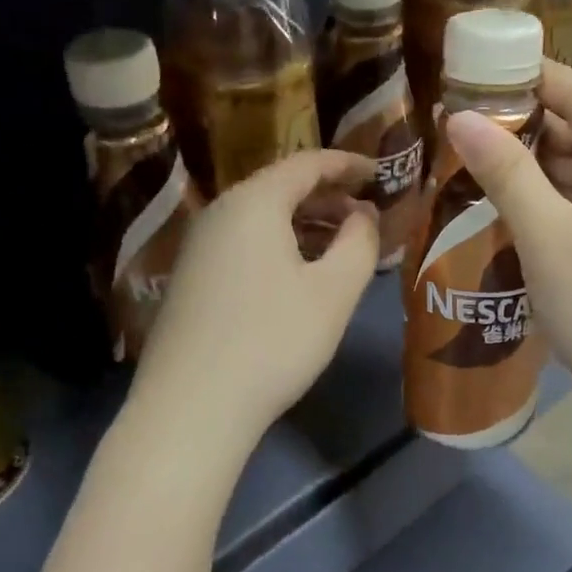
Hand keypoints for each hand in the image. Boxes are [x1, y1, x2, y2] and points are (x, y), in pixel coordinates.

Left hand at [132, 151, 378, 441]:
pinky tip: (299, 274)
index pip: (307, 163)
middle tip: (367, 215)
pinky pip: (243, 244)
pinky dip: (279, 245)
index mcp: (254, 203)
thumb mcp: (334, 292)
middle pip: (280, 188)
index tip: (380, 173)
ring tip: (342, 245)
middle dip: (328, 197)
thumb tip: (364, 216)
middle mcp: (220, 213)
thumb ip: (360, 243)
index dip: (348, 164)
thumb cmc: (274, 341)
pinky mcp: (191, 279)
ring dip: (305, 224)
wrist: (191, 407)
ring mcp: (199, 246)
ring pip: (261, 218)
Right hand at [444, 65, 571, 417]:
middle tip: (454, 128)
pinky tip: (510, 205)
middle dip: (520, 126)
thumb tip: (458, 116)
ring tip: (470, 163)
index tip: (463, 74)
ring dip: (533, 166)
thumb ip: (504, 171)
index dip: (518, 78)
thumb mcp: (548, 238)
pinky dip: (555, 198)